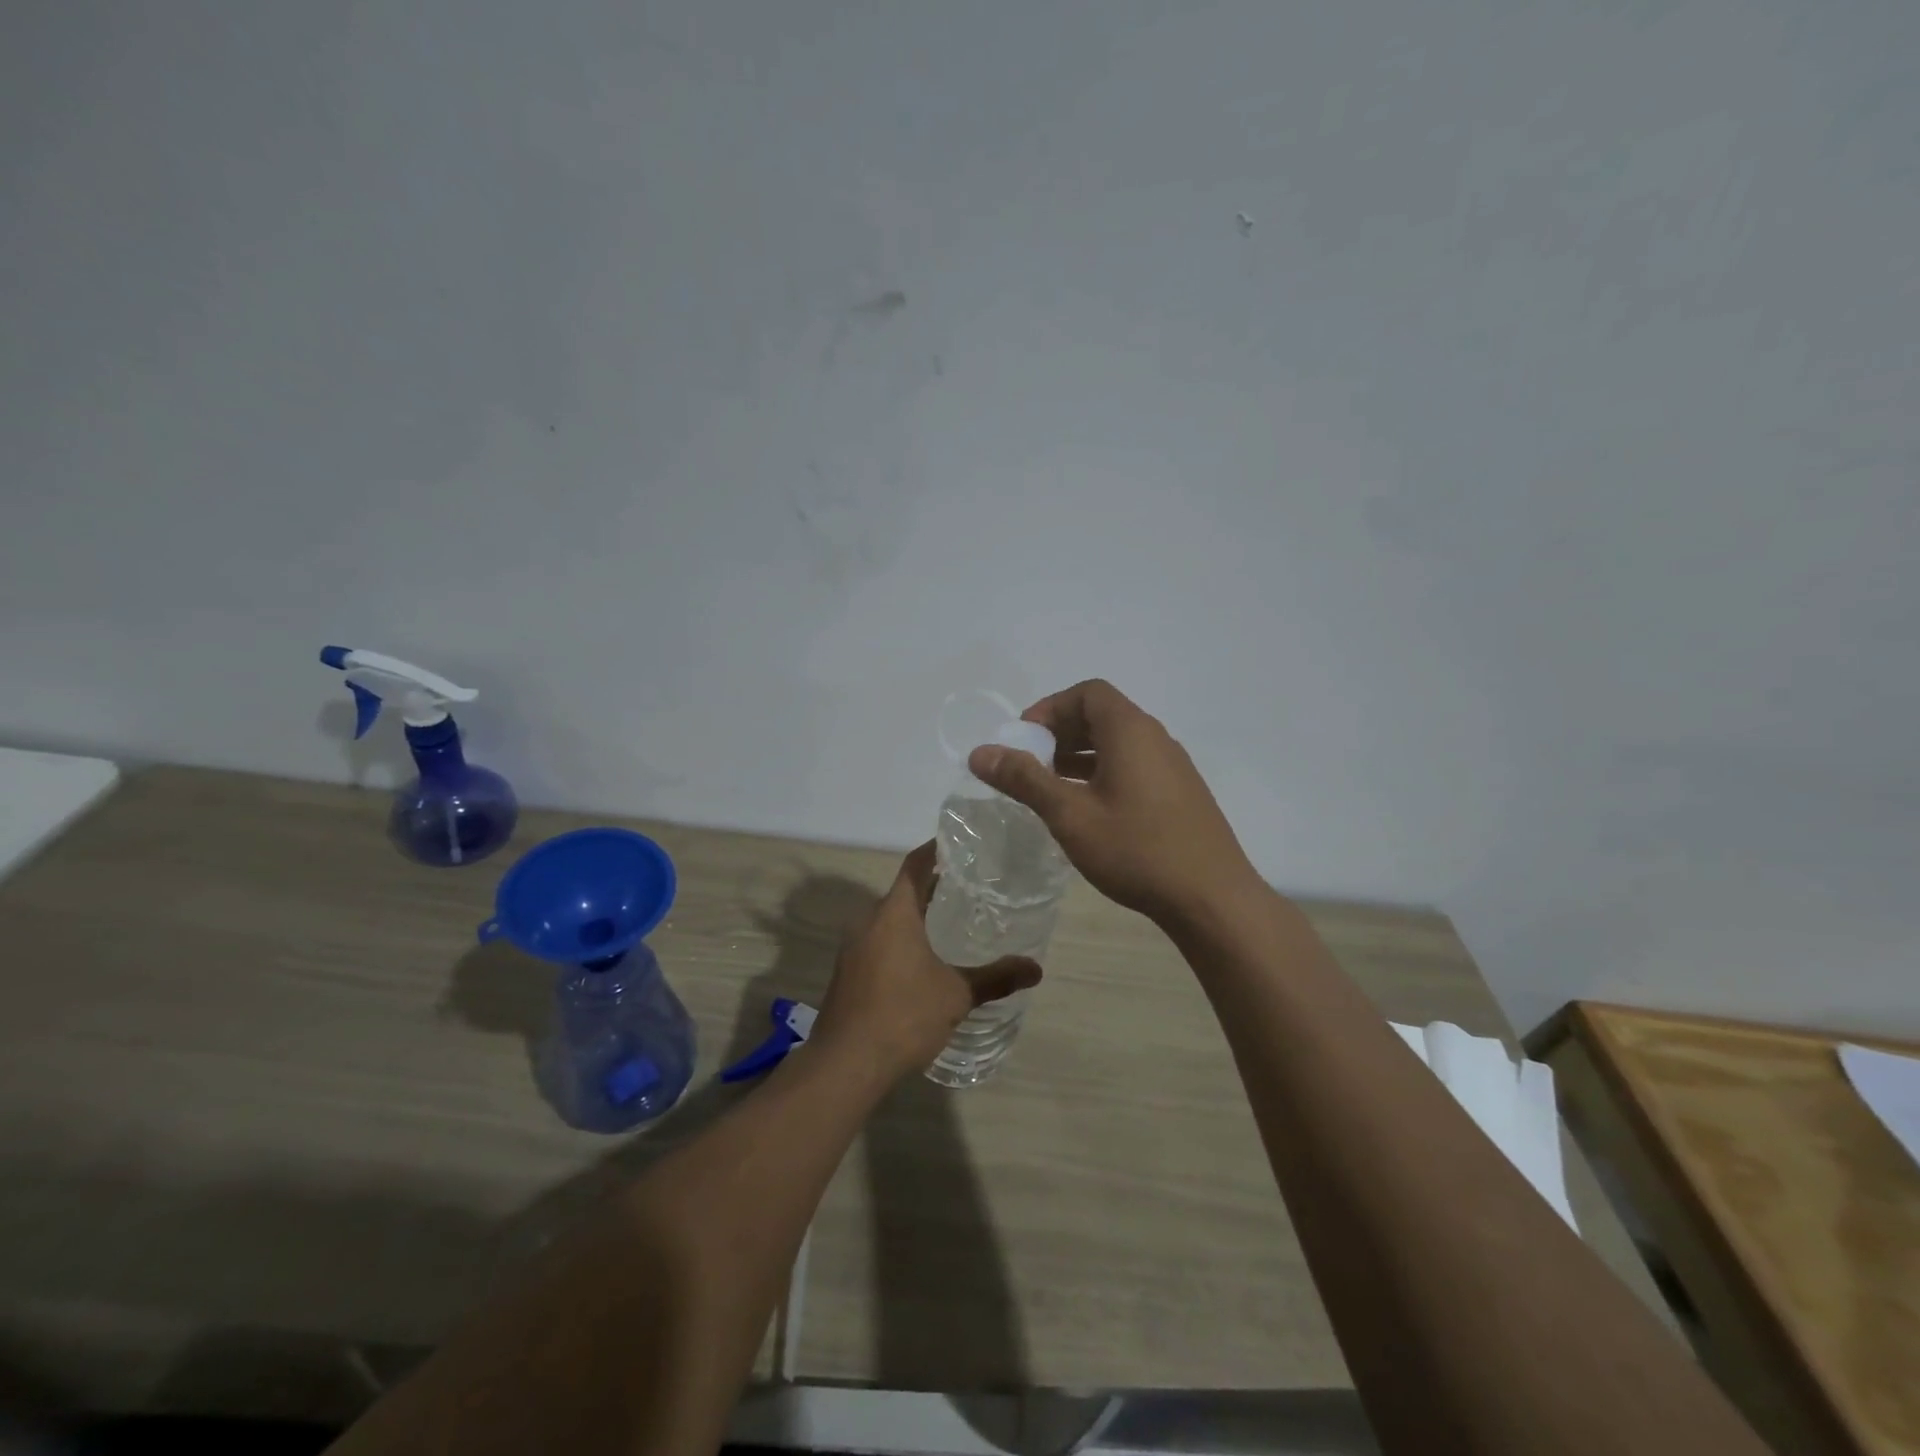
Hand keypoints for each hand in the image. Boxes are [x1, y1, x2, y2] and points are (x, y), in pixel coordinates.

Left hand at [809, 843, 1041, 1079]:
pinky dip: (901, 940)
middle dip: (931, 887)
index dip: (934, 850)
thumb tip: (1036, 969)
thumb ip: (995, 978)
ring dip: (915, 917)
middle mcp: (868, 922)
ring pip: (888, 920)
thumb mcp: (956, 995)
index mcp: (894, 914)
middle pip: (902, 892)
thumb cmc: (904, 1015)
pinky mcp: (848, 973)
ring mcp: (853, 948)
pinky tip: (922, 961)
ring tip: (949, 922)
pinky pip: (878, 942)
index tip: (955, 842)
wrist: (845, 1063)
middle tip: (966, 887)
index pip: (914, 865)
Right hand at [969, 679, 1260, 927]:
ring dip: (1081, 754)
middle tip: (1031, 763)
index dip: (1051, 707)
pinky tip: (1088, 809)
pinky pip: (1135, 765)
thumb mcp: (1070, 815)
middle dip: (1061, 732)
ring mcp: (1173, 766)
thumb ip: (1024, 779)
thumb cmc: (1136, 850)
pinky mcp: (1181, 793)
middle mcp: (1155, 738)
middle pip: (1103, 714)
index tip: (1024, 738)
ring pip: (1119, 743)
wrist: (1212, 898)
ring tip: (1051, 786)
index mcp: (1130, 731)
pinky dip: (1104, 772)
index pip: (1088, 692)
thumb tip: (980, 752)